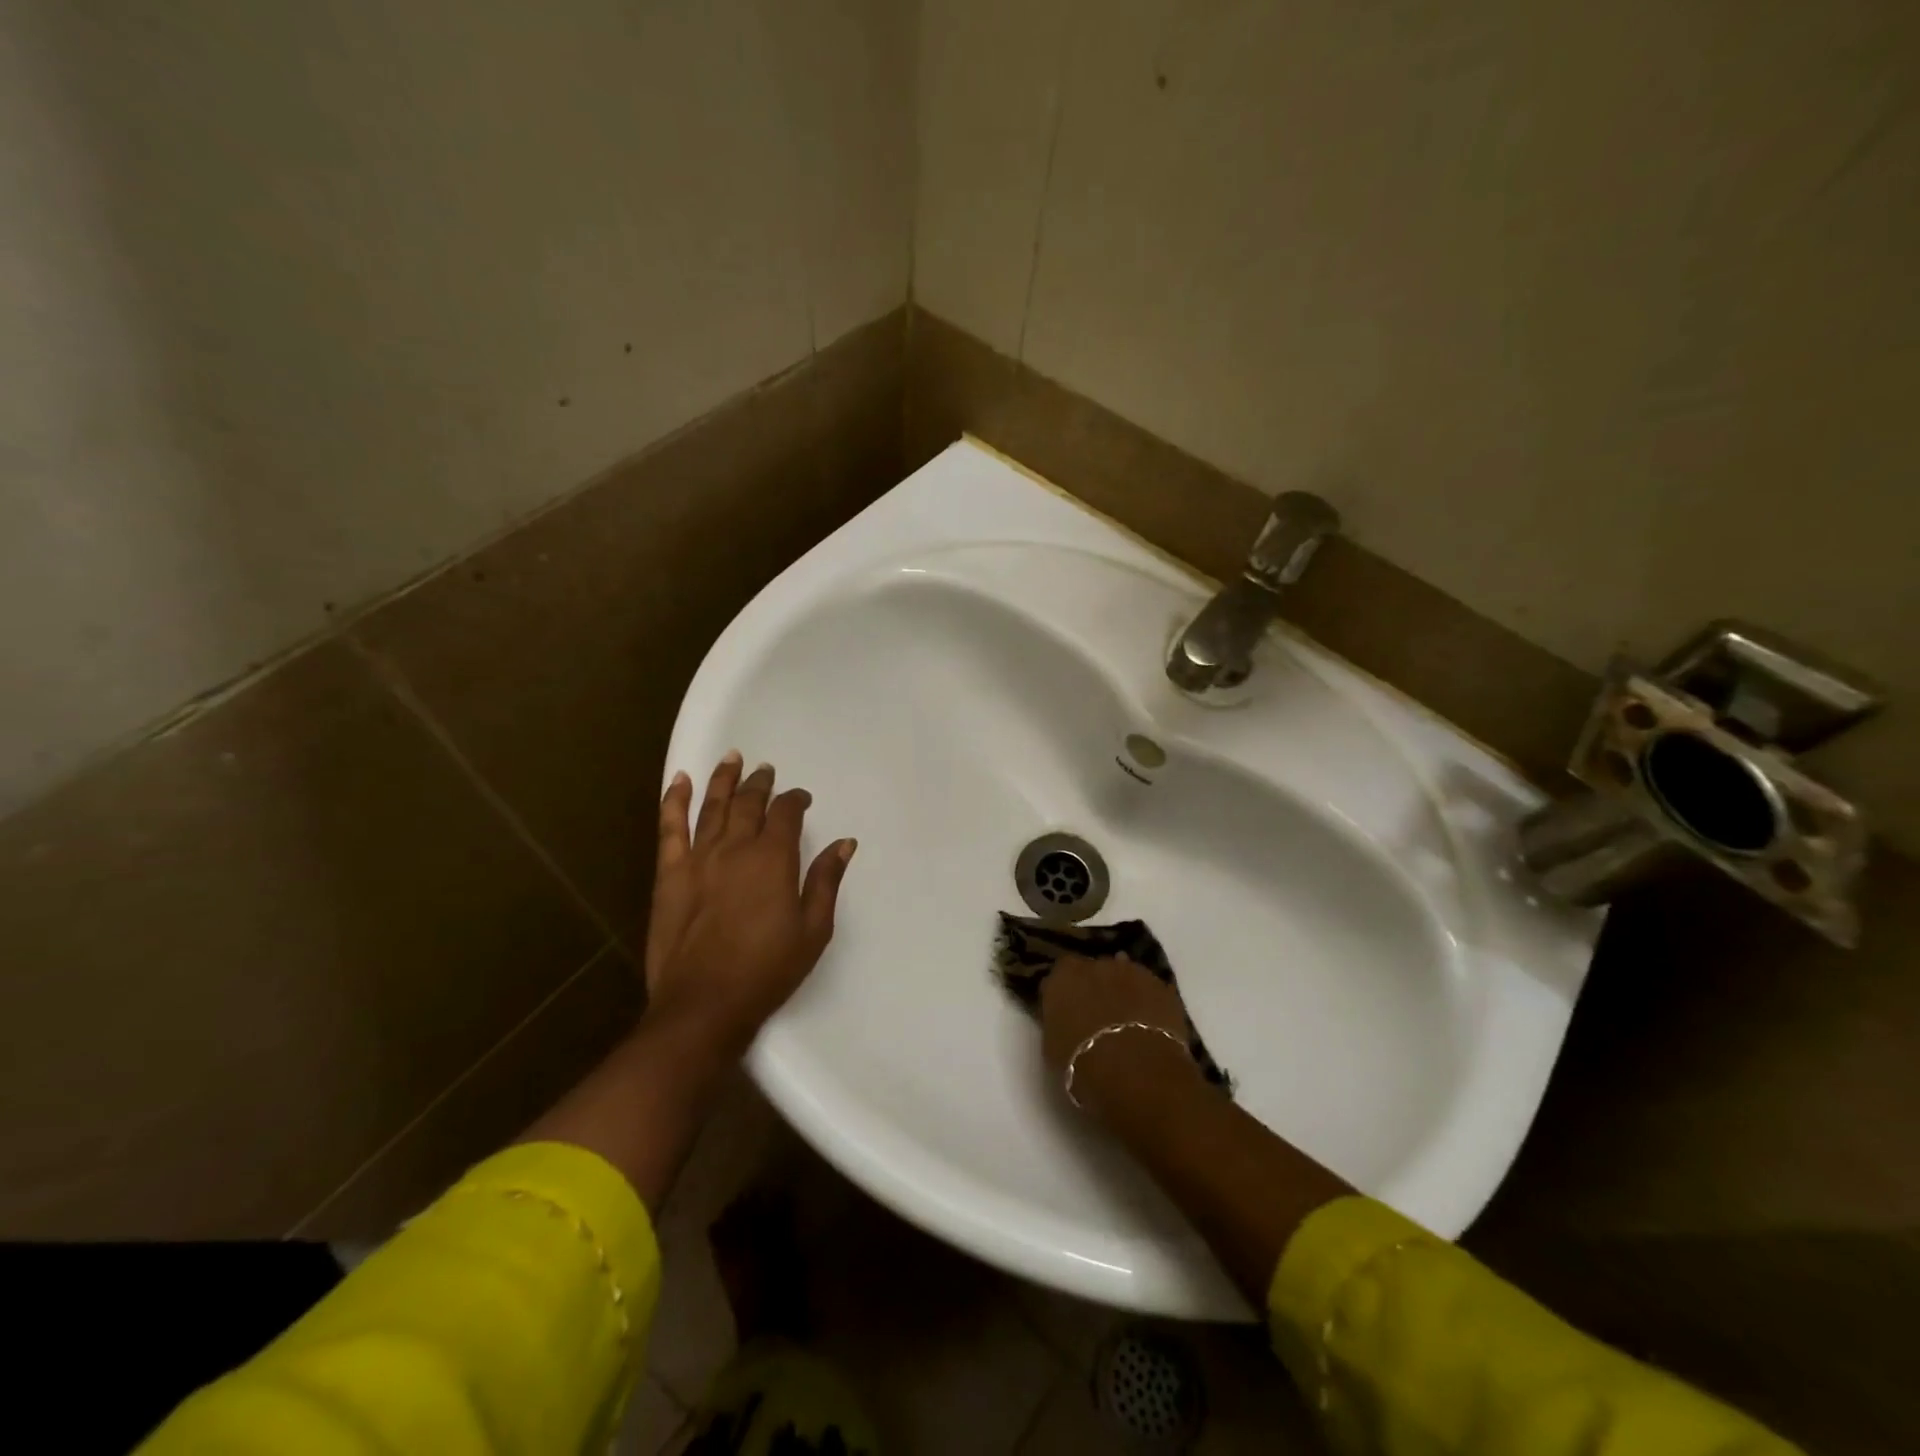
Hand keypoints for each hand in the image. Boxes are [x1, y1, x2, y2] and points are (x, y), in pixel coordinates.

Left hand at [644, 752, 855, 1056]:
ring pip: (712, 806)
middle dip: (760, 783)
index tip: (802, 799)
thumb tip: (845, 843)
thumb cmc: (768, 970)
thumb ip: (826, 881)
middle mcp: (736, 848)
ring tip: (732, 758)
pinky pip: (670, 827)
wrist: (704, 1004)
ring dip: (723, 779)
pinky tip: (679, 781)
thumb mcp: (813, 930)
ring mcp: (698, 858)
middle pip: (749, 803)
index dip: (795, 801)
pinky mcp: (669, 874)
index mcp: (774, 859)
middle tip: (766, 770)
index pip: (786, 814)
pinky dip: (674, 801)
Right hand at [1039, 954, 1199, 1115]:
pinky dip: (1148, 1001)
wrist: (1134, 1071)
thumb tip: (1065, 1019)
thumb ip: (1057, 1021)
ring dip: (1123, 990)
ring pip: (1124, 975)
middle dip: (1095, 985)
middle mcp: (1096, 964)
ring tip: (1127, 1019)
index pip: (1060, 972)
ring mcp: (1132, 972)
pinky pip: (1150, 990)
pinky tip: (1150, 1023)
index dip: (1066, 989)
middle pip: (1094, 969)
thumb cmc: (1081, 1063)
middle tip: (1098, 1013)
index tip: (1067, 1007)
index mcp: (1063, 976)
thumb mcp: (1052, 1045)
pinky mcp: (1162, 986)